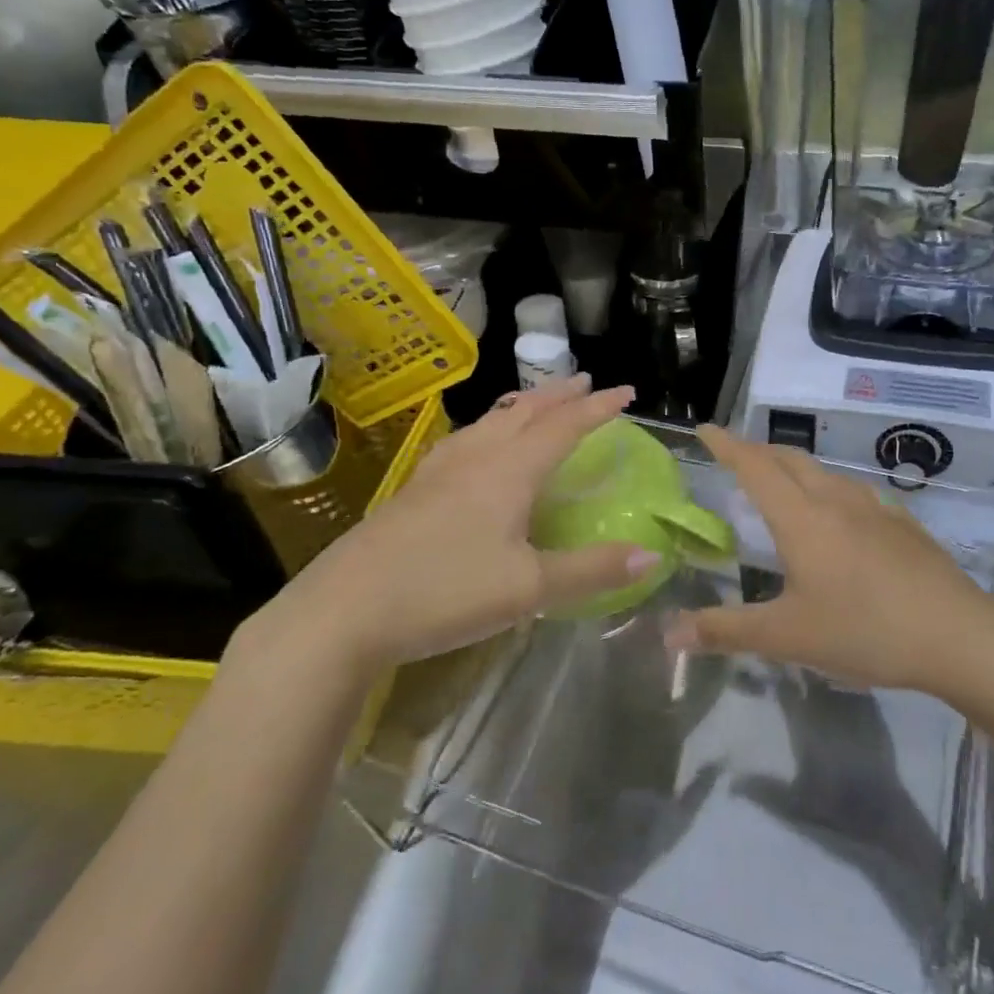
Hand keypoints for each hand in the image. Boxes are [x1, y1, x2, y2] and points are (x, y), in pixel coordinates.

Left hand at [245, 377, 658, 676]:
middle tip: (586, 382)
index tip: (627, 391)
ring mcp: (439, 470)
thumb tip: (651, 556)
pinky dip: (490, 427)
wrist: (342, 612)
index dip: (598, 407)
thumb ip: (592, 571)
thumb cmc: (444, 591)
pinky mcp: (414, 489)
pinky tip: (479, 445)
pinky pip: (465, 440)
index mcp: (509, 471)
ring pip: (490, 421)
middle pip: (525, 411)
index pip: (565, 426)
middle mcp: (476, 458)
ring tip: (538, 403)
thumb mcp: (529, 589)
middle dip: (559, 395)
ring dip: (523, 406)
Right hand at [662, 426, 993, 694]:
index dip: (727, 445)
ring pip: (823, 473)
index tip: (705, 429)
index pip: (755, 466)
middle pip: (790, 459)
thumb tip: (669, 633)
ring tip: (781, 486)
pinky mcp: (902, 523)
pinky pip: (852, 492)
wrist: (957, 634)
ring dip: (794, 469)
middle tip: (736, 458)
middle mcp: (835, 500)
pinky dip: (828, 490)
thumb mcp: (788, 637)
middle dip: (758, 451)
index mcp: (802, 518)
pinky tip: (838, 518)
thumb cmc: (864, 630)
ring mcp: (874, 507)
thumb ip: (726, 631)